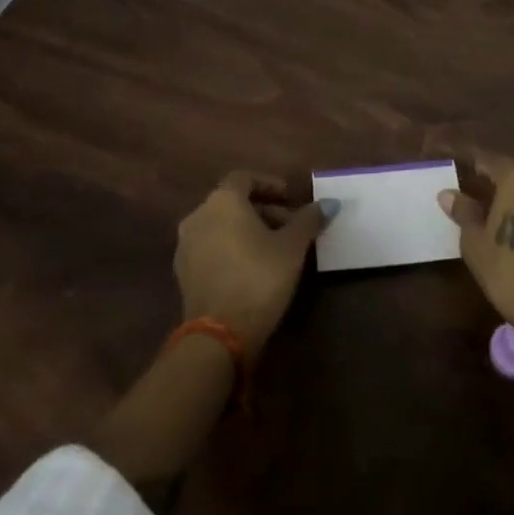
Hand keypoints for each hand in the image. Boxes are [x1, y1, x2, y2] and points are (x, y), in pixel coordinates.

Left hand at [175, 171, 330, 358]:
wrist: (218, 336)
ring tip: (276, 248)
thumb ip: (309, 220)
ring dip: (248, 230)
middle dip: (264, 210)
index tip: (290, 197)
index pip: (244, 177)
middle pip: (233, 202)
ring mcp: (186, 246)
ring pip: (222, 226)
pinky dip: (232, 248)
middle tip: (291, 226)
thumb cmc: (258, 277)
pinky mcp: (184, 274)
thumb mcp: (292, 247)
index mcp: (222, 201)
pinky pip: (211, 247)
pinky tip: (254, 267)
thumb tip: (330, 204)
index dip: (269, 184)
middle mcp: (198, 216)